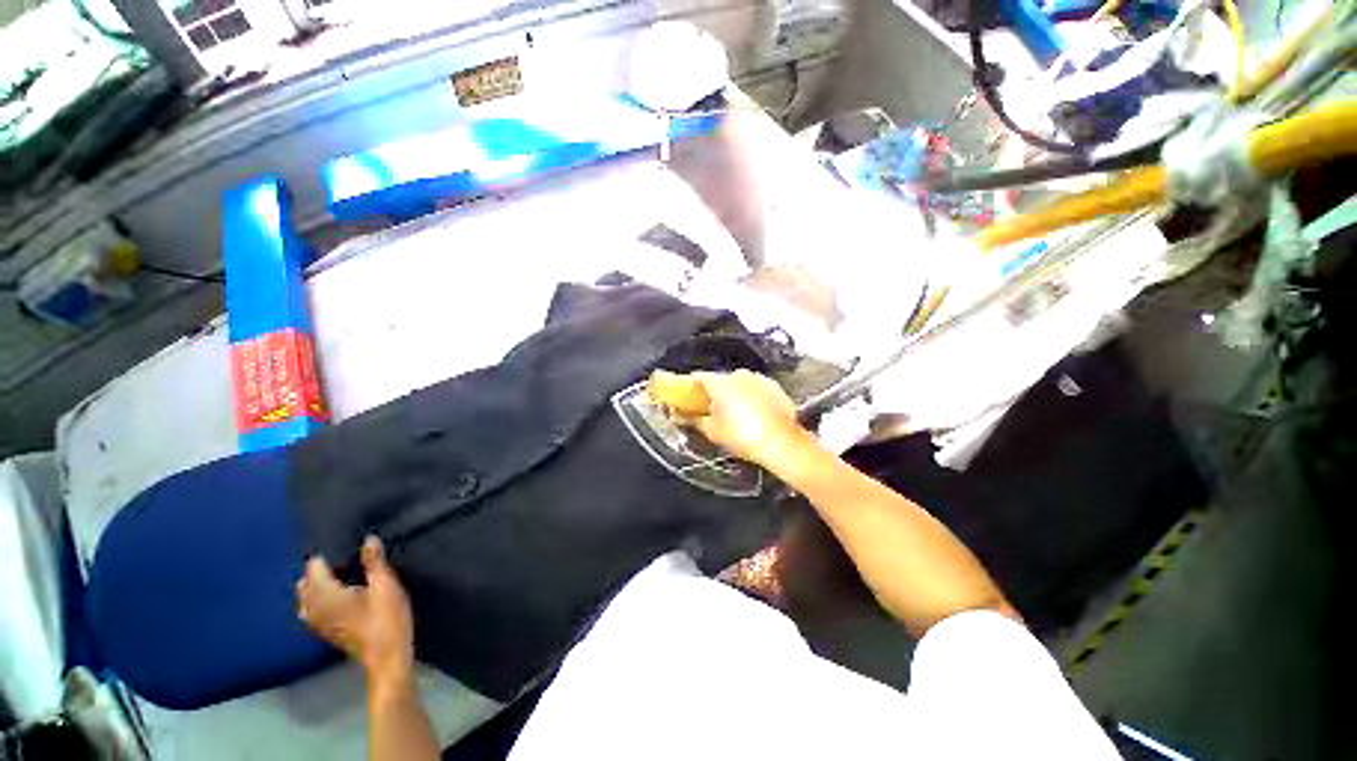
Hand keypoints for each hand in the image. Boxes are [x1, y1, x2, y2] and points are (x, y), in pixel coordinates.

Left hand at [297, 536, 414, 685]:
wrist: (387, 656)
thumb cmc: (387, 618)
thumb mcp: (386, 585)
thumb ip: (374, 561)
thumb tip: (368, 539)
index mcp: (324, 594)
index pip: (314, 566)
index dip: (329, 555)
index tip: (347, 548)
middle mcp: (312, 608)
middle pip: (306, 582)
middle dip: (322, 570)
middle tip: (349, 561)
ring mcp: (316, 623)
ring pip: (307, 597)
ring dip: (320, 585)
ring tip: (345, 576)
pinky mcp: (324, 631)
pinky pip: (311, 609)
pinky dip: (320, 599)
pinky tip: (341, 597)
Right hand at [682, 370, 807, 468]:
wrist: (783, 444)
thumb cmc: (744, 437)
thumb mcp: (713, 431)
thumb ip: (693, 420)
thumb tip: (679, 416)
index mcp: (719, 382)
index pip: (698, 377)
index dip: (690, 386)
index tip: (687, 397)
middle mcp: (738, 374)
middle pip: (719, 379)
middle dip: (713, 392)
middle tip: (711, 411)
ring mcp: (759, 379)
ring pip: (739, 383)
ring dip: (733, 394)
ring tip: (734, 415)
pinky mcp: (774, 387)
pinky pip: (755, 389)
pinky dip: (751, 397)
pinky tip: (753, 415)